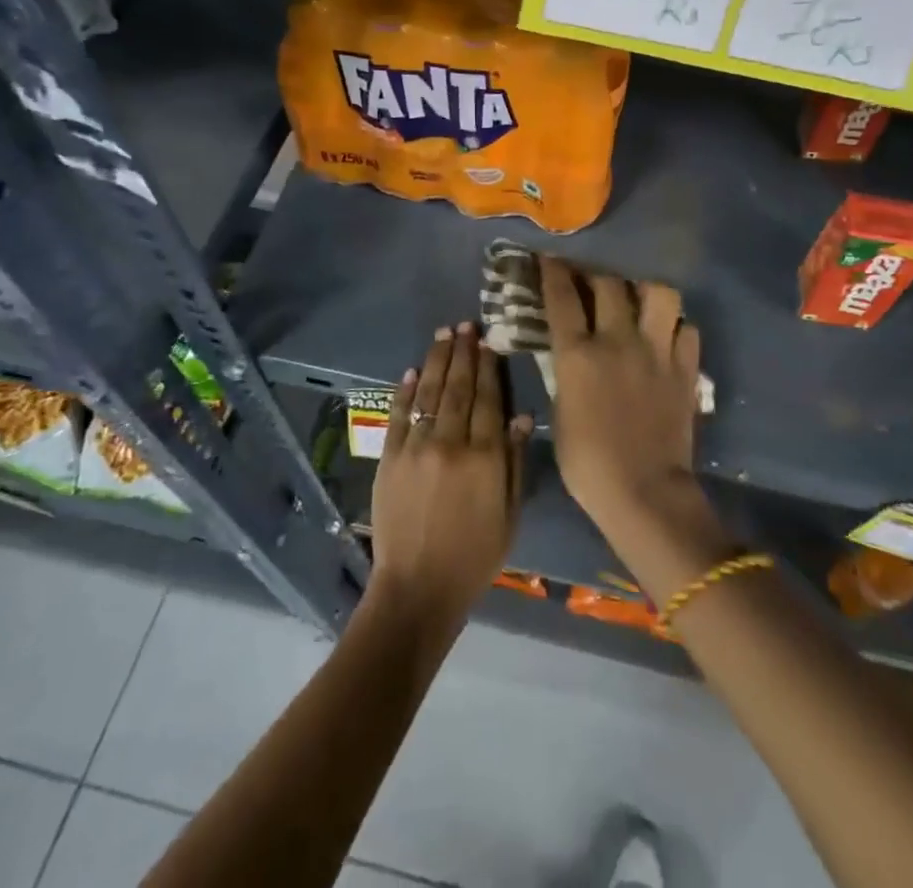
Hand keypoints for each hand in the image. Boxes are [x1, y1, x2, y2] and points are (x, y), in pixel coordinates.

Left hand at [368, 323, 531, 635]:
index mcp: (485, 457)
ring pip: (429, 393)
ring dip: (437, 360)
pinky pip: (398, 415)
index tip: (488, 341)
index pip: (489, 399)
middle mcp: (451, 443)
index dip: (489, 367)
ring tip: (443, 334)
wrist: (418, 588)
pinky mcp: (389, 458)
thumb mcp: (509, 514)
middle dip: (463, 353)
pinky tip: (411, 370)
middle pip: (459, 388)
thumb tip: (522, 415)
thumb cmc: (475, 555)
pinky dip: (405, 391)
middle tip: (465, 325)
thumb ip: (515, 461)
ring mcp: (416, 448)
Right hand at [541, 258, 705, 537]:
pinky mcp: (685, 368)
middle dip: (596, 274)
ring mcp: (656, 351)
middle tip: (591, 279)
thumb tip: (568, 352)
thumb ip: (564, 373)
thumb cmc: (588, 463)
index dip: (553, 271)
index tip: (549, 259)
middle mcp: (617, 340)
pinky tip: (667, 335)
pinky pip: (687, 329)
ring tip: (638, 298)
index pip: (562, 297)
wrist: (644, 492)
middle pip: (609, 283)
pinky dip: (676, 326)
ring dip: (645, 290)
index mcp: (578, 354)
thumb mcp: (560, 412)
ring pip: (659, 294)